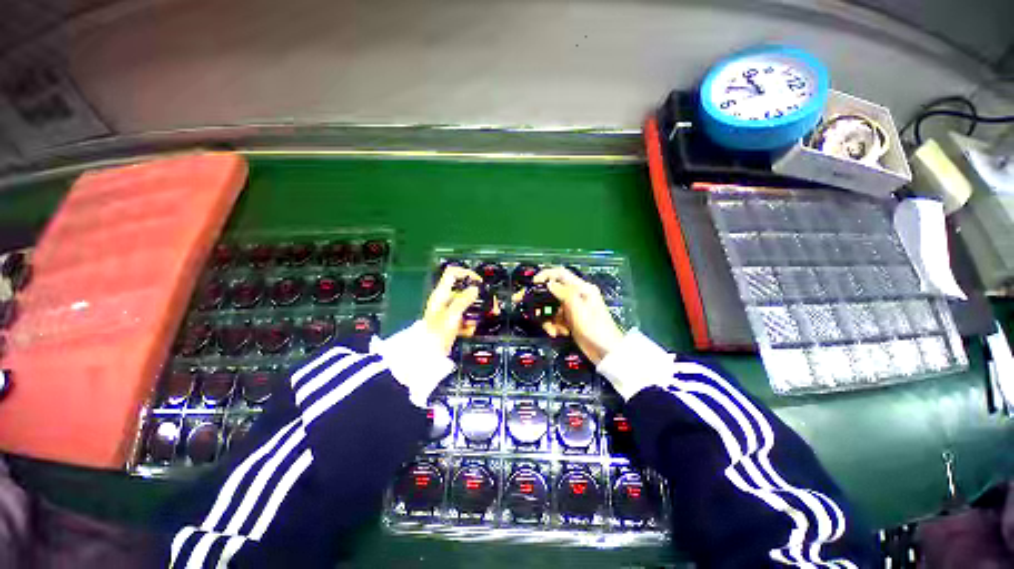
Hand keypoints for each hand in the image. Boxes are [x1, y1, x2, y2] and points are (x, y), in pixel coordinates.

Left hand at [423, 266, 483, 355]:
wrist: (428, 354)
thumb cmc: (437, 333)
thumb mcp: (453, 314)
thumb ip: (464, 299)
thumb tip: (475, 289)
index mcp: (441, 294)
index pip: (452, 273)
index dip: (466, 273)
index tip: (479, 282)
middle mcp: (444, 300)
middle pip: (463, 290)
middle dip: (477, 297)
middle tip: (488, 303)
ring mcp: (447, 311)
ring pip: (465, 305)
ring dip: (474, 312)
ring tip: (480, 320)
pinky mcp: (451, 322)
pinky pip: (464, 318)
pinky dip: (469, 323)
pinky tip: (469, 330)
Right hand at [533, 267, 624, 364]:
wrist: (606, 353)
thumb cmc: (596, 329)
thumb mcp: (579, 309)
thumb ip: (564, 293)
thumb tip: (549, 283)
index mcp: (581, 288)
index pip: (560, 274)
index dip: (545, 275)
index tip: (532, 283)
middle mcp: (576, 296)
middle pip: (551, 291)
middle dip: (538, 299)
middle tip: (519, 301)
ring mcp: (572, 309)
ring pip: (550, 307)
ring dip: (546, 318)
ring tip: (552, 330)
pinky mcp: (569, 321)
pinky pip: (554, 319)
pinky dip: (553, 326)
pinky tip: (557, 333)